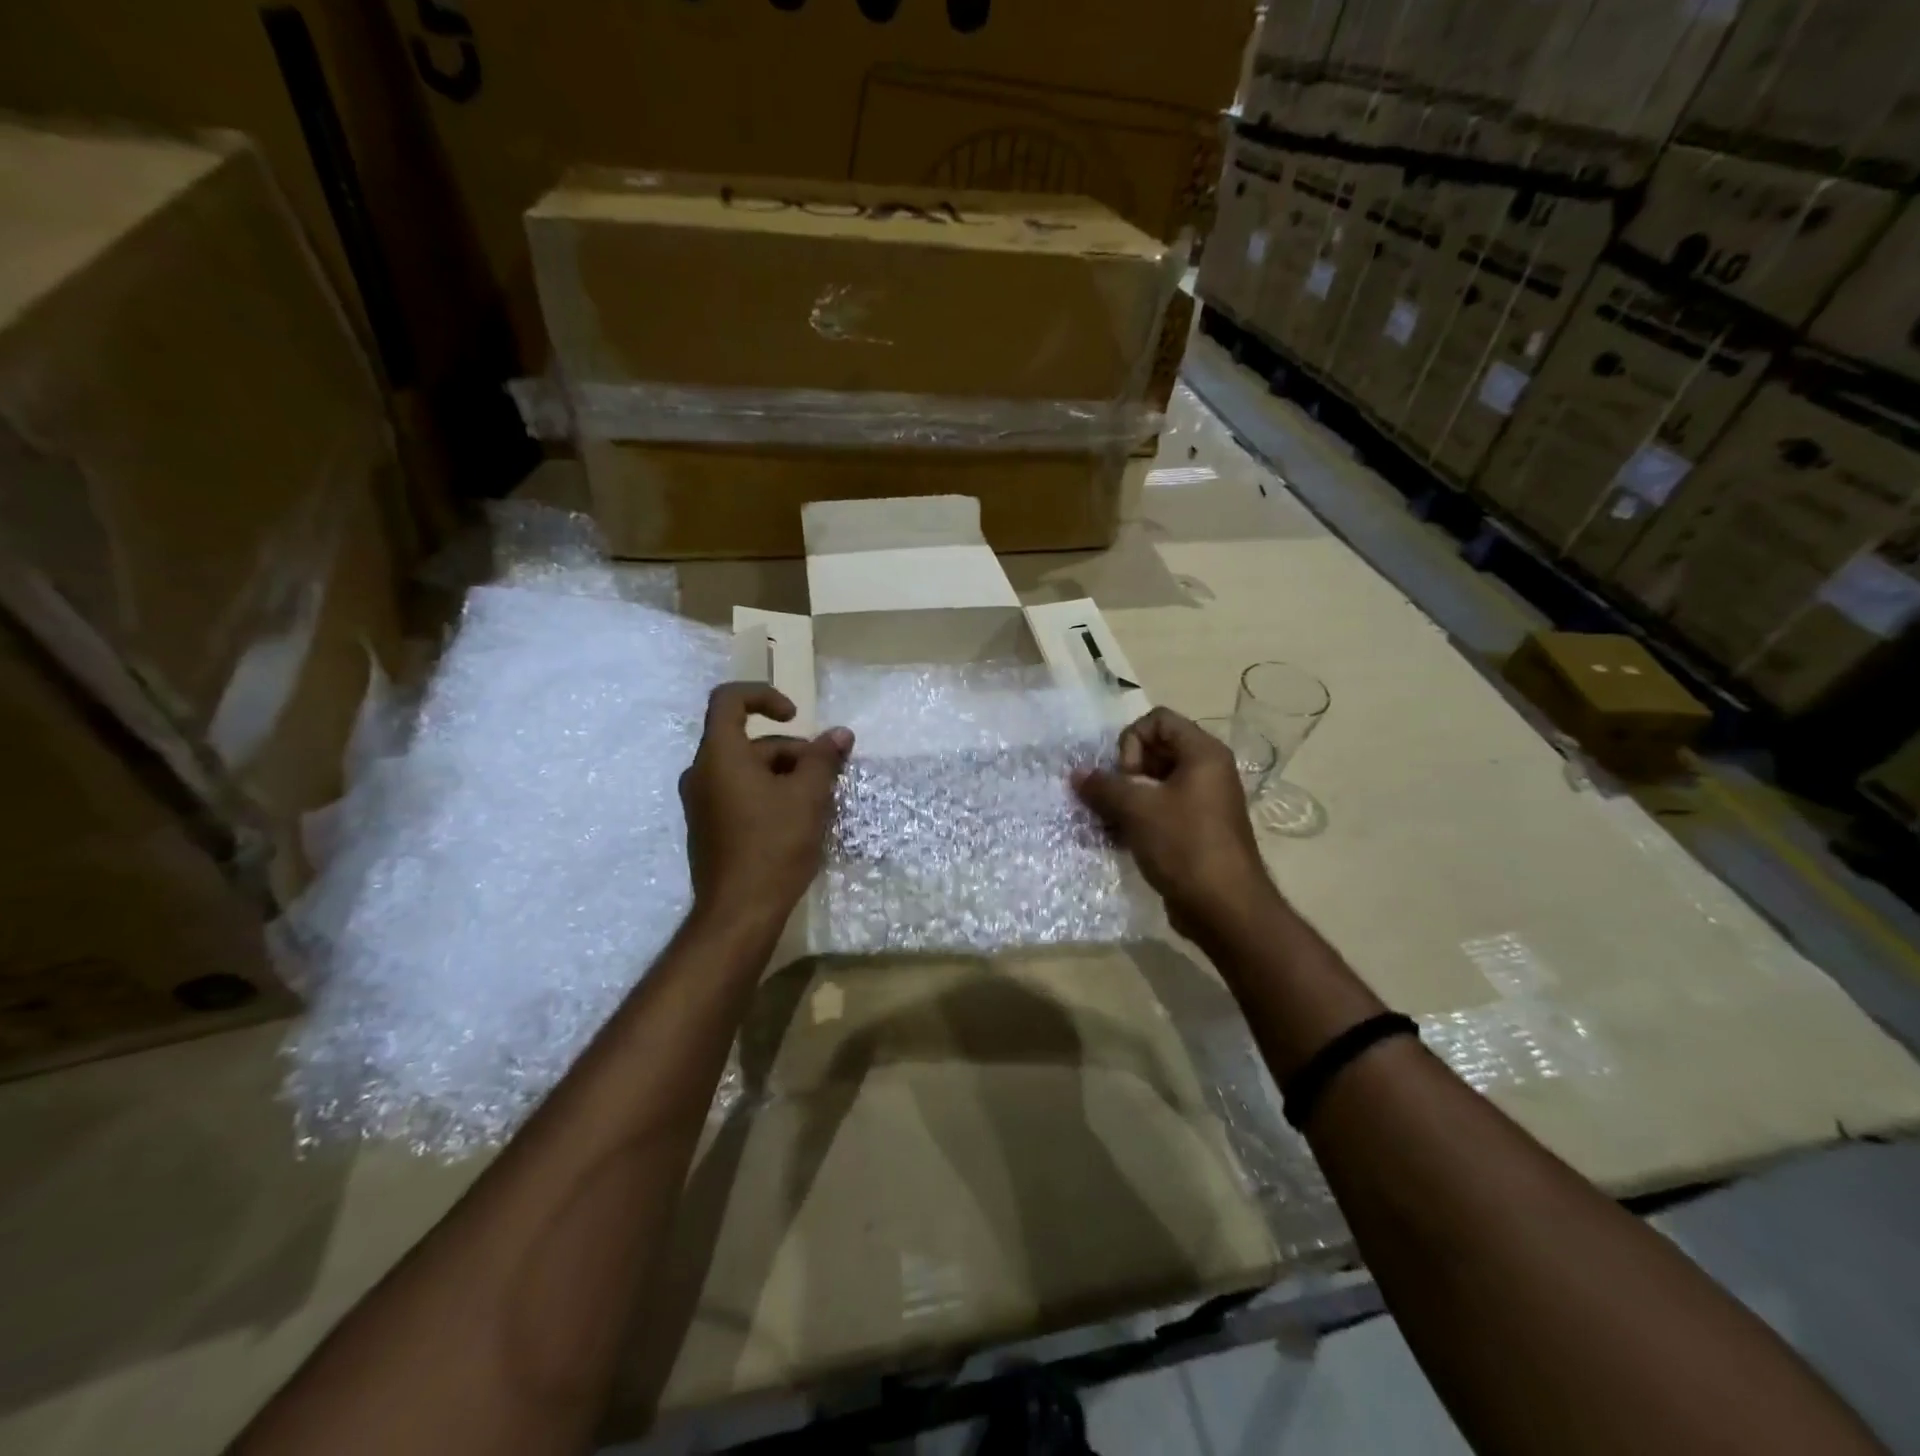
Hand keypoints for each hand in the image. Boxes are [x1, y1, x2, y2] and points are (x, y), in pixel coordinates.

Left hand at [680, 684, 852, 926]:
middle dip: (792, 750)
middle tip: (826, 775)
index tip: (796, 716)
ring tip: (818, 801)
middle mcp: (701, 773)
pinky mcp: (708, 828)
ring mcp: (701, 803)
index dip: (764, 696)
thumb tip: (841, 733)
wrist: (738, 913)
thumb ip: (823, 758)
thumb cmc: (773, 846)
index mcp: (719, 756)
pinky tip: (797, 821)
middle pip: (748, 742)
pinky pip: (739, 794)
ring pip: (746, 770)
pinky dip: (768, 794)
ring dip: (784, 774)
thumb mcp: (808, 797)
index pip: (729, 700)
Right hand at [1073, 708, 1277, 940]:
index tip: (1127, 777)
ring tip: (1109, 822)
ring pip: (1154, 783)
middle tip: (1116, 801)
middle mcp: (1207, 771)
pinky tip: (1119, 839)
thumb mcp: (1137, 809)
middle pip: (1154, 750)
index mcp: (1202, 754)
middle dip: (1124, 772)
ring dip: (1126, 798)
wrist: (1224, 908)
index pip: (1157, 720)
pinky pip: (1161, 810)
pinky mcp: (1196, 830)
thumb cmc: (1184, 845)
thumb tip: (1077, 774)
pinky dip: (1138, 818)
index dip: (1132, 741)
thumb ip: (1103, 786)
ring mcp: (1203, 802)